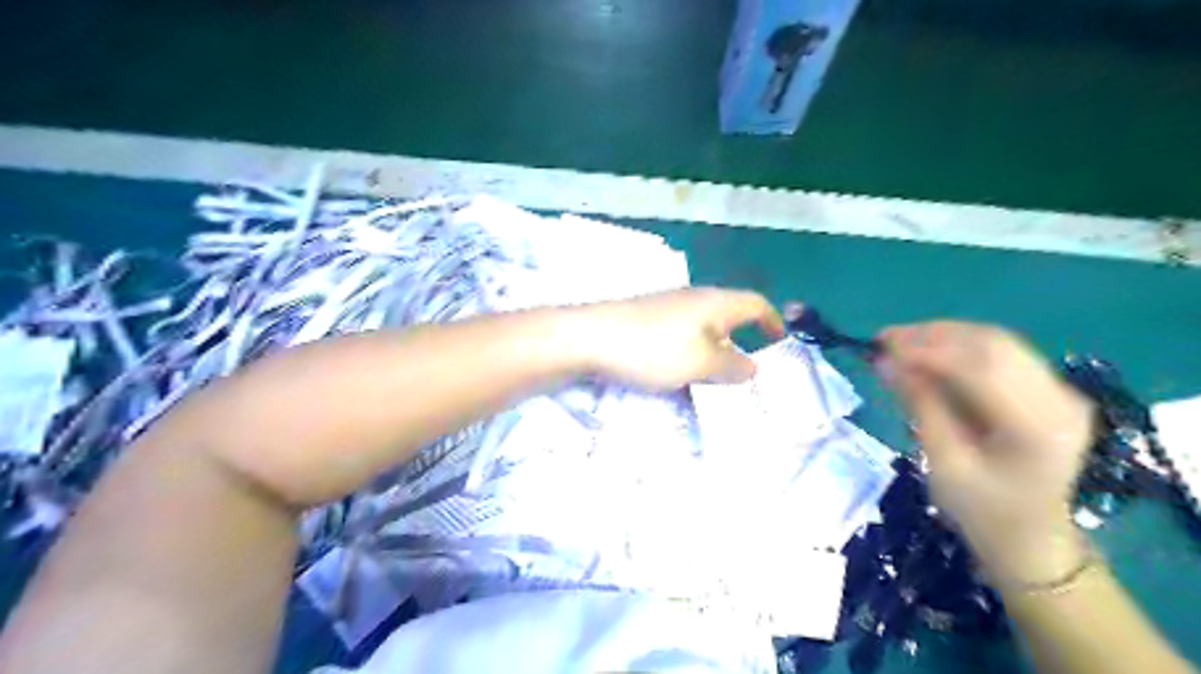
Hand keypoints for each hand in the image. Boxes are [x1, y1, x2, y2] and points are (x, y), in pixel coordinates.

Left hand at [583, 287, 788, 392]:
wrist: (591, 336)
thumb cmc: (655, 349)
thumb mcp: (702, 365)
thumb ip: (733, 367)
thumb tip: (751, 366)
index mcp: (716, 302)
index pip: (756, 304)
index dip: (773, 321)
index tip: (779, 343)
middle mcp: (695, 297)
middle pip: (729, 314)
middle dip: (741, 340)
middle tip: (744, 370)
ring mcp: (668, 304)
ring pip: (703, 326)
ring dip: (713, 349)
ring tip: (712, 376)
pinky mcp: (646, 316)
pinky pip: (681, 332)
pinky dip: (690, 350)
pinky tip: (677, 369)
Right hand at [879, 324, 1094, 585]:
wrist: (1032, 538)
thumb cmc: (983, 511)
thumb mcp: (944, 463)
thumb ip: (920, 406)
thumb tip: (885, 362)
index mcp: (1039, 427)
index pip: (981, 368)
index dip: (928, 350)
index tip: (880, 347)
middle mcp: (1060, 399)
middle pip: (993, 345)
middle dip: (933, 336)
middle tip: (884, 340)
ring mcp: (1059, 390)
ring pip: (996, 342)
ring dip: (943, 336)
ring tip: (899, 343)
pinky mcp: (1048, 388)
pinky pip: (1000, 353)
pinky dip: (959, 347)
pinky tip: (927, 352)